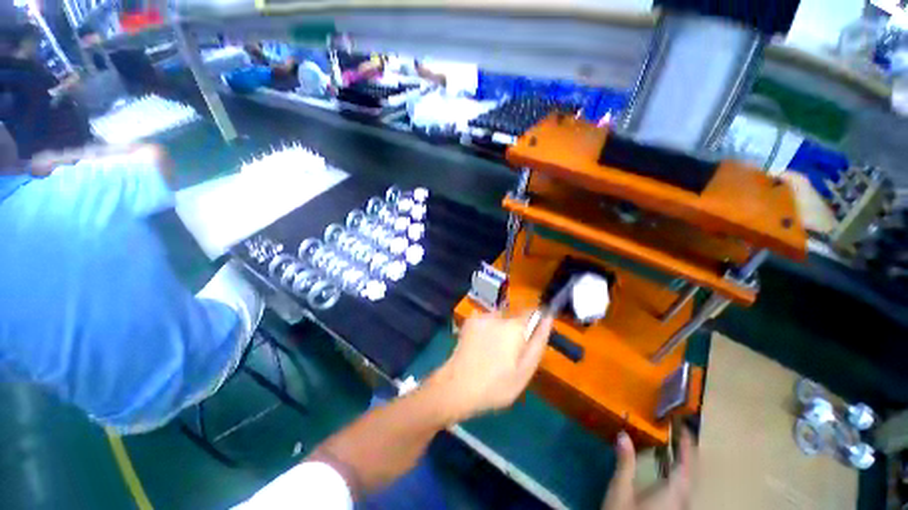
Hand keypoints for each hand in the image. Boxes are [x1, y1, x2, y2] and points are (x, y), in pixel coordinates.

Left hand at [427, 311, 552, 422]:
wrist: (457, 386)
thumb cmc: (496, 385)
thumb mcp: (525, 370)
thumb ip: (538, 342)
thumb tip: (548, 318)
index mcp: (514, 326)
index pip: (532, 312)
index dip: (535, 323)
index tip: (531, 339)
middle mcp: (498, 315)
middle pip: (515, 318)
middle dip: (516, 331)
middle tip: (510, 356)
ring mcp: (481, 317)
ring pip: (500, 320)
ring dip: (501, 330)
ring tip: (493, 354)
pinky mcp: (469, 321)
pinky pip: (486, 321)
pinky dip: (487, 330)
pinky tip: (480, 348)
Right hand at [602, 428, 695, 509]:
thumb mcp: (620, 490)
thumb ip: (625, 462)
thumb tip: (623, 434)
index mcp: (673, 492)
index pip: (687, 465)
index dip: (687, 445)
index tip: (682, 426)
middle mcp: (682, 500)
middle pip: (692, 473)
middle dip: (687, 452)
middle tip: (675, 431)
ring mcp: (679, 508)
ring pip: (688, 482)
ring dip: (683, 462)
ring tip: (672, 445)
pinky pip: (682, 488)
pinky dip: (677, 473)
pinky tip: (665, 468)